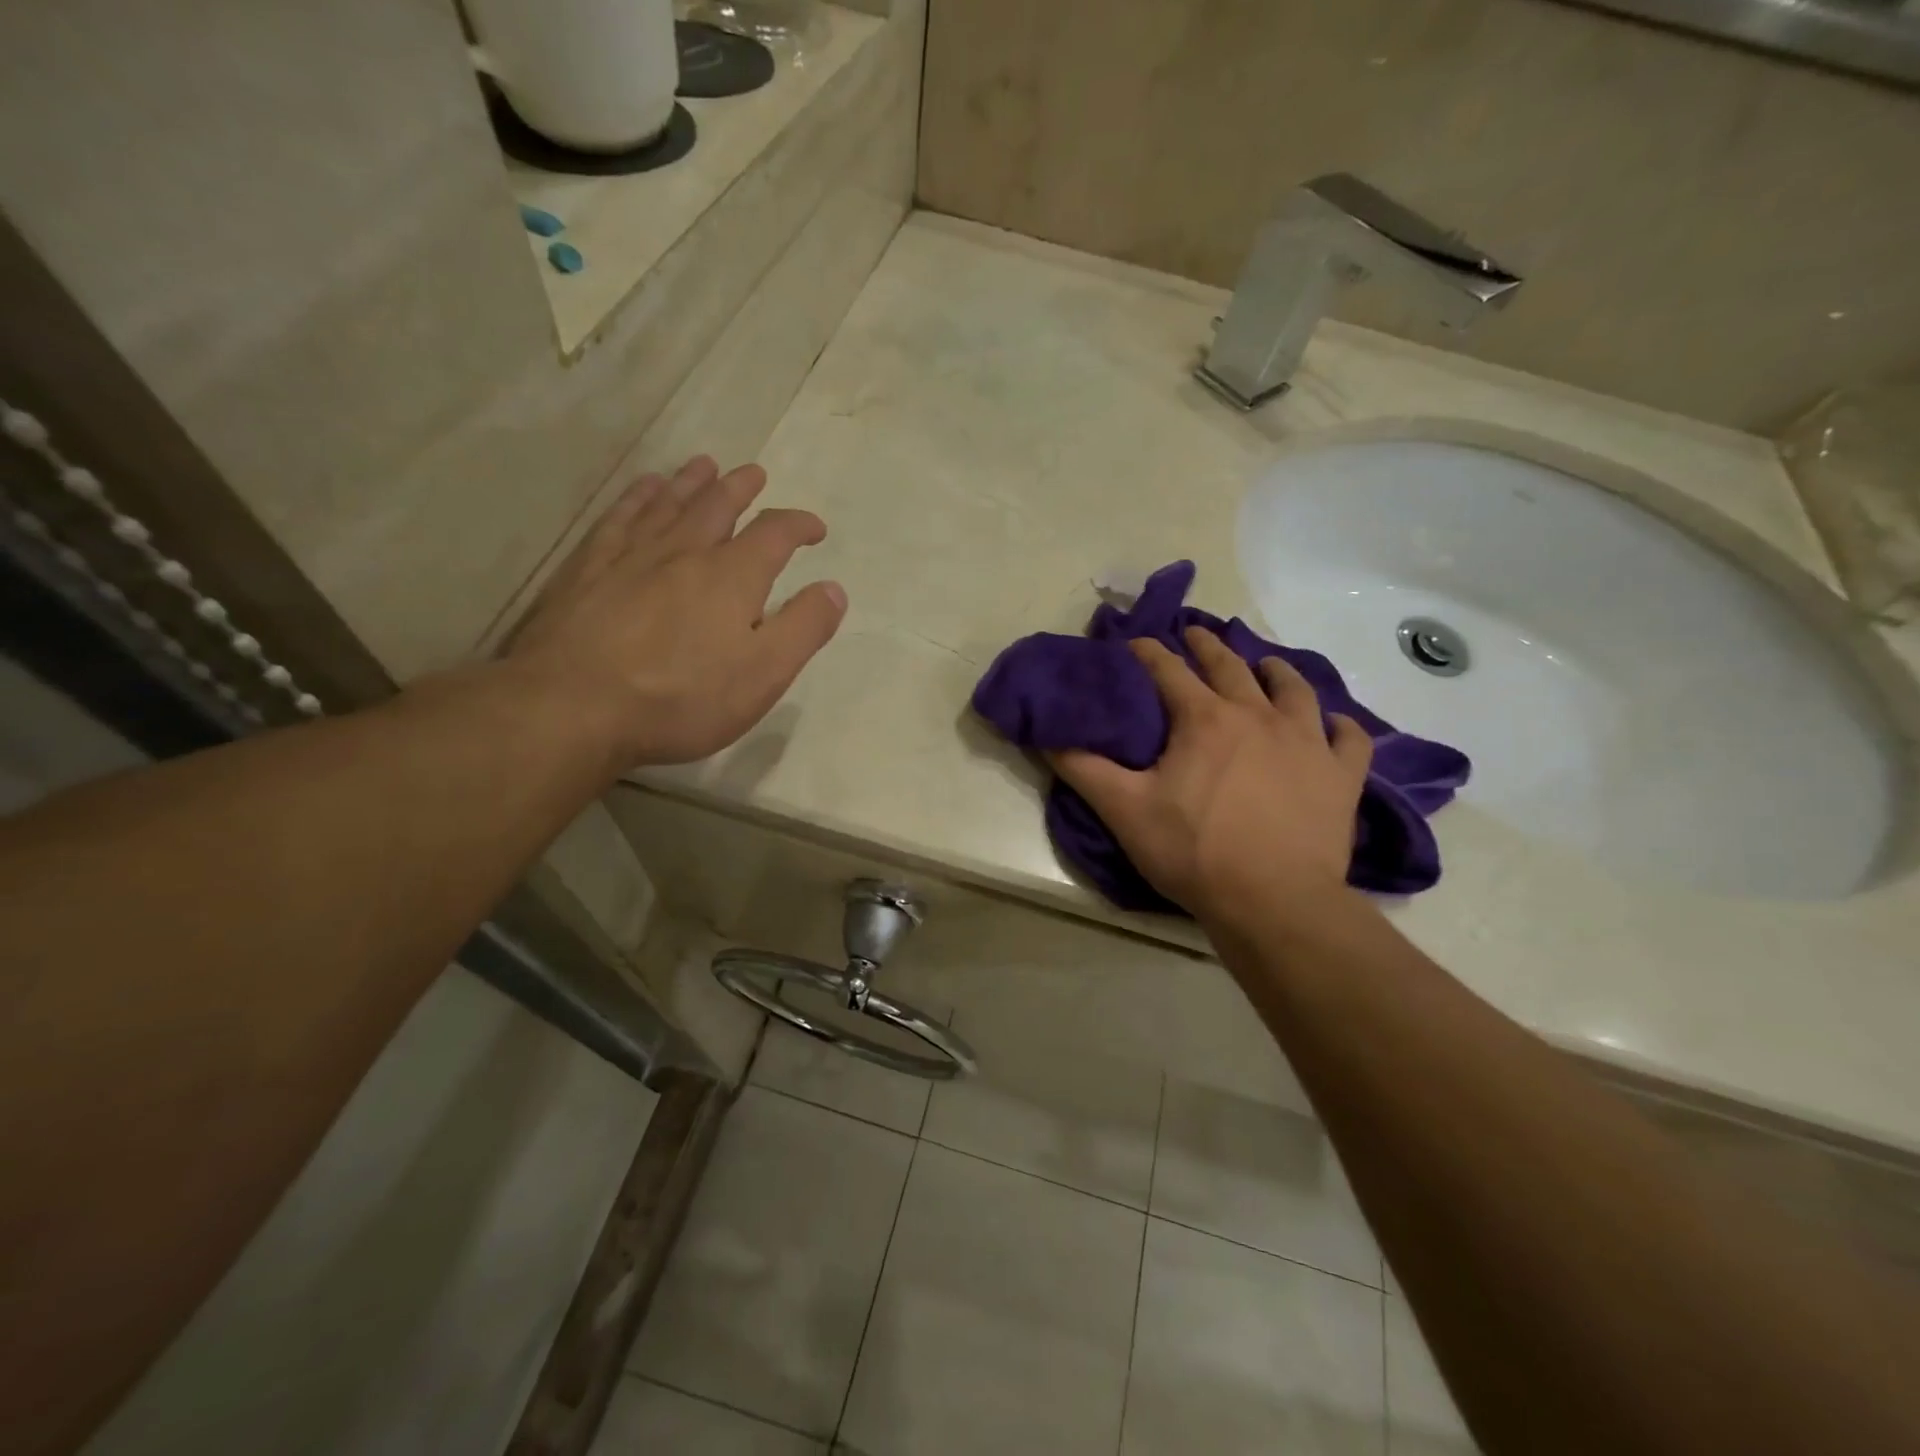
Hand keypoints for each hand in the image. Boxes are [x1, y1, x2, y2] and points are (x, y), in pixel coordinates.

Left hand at [505, 455, 844, 770]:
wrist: (576, 706)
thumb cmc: (683, 698)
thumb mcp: (764, 674)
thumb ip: (804, 628)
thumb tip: (834, 588)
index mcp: (733, 576)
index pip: (775, 534)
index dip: (799, 525)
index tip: (815, 529)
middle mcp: (685, 552)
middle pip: (718, 506)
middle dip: (741, 489)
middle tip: (754, 474)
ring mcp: (632, 556)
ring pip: (668, 504)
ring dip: (691, 482)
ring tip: (704, 465)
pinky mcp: (588, 570)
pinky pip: (620, 518)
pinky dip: (637, 497)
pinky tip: (643, 489)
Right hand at [1050, 627, 1371, 931]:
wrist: (1274, 901)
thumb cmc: (1194, 851)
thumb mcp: (1124, 810)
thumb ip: (1083, 769)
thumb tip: (1046, 736)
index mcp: (1203, 719)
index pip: (1168, 670)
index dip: (1147, 652)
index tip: (1134, 641)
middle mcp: (1257, 715)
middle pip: (1230, 666)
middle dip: (1207, 645)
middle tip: (1195, 633)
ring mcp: (1306, 742)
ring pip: (1294, 690)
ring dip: (1276, 671)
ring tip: (1267, 665)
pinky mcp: (1341, 775)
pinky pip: (1348, 738)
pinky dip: (1340, 726)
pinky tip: (1334, 725)